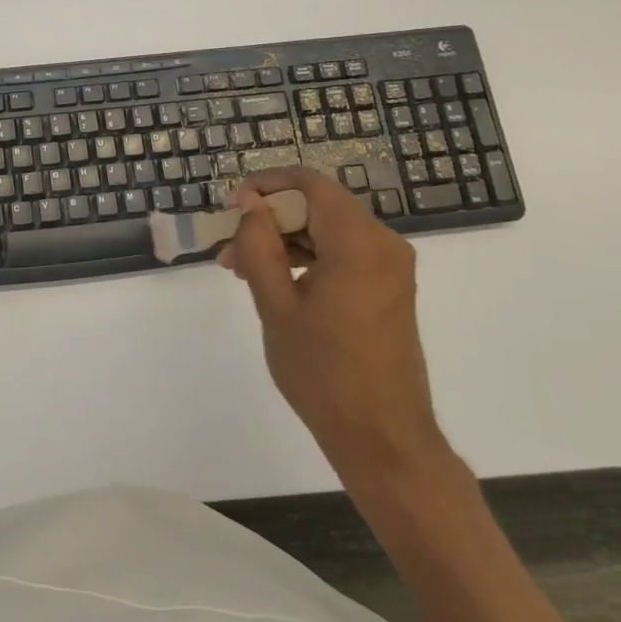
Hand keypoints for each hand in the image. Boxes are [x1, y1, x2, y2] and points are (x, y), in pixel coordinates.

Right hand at [219, 167, 451, 497]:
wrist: (382, 437)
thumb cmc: (323, 372)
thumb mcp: (277, 305)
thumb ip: (259, 245)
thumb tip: (248, 203)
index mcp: (359, 244)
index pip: (309, 184)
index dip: (266, 185)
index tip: (231, 207)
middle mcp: (384, 244)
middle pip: (319, 205)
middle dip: (270, 218)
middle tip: (229, 247)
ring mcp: (391, 266)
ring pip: (328, 229)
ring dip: (285, 239)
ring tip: (242, 269)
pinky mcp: (389, 286)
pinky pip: (343, 252)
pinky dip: (308, 256)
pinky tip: (275, 281)